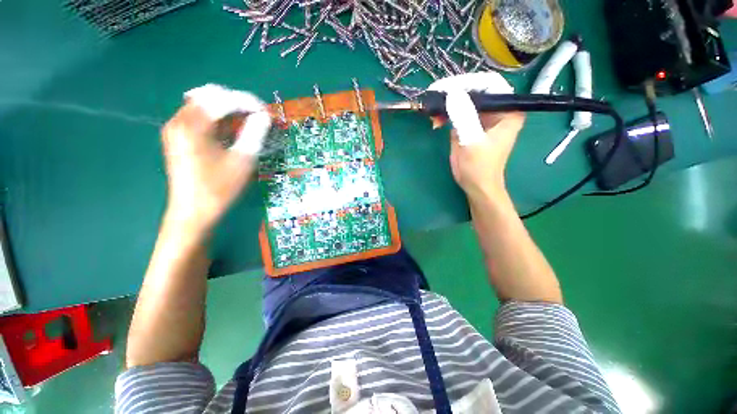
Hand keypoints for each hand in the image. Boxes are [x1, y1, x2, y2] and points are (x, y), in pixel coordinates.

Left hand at [161, 84, 271, 235]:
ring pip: (203, 105)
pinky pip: (198, 118)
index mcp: (192, 125)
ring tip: (247, 122)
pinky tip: (230, 130)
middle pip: (209, 96)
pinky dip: (217, 119)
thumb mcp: (242, 160)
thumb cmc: (219, 188)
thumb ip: (254, 134)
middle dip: (236, 102)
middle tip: (256, 116)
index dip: (247, 102)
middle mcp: (179, 121)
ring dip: (227, 110)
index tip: (266, 112)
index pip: (222, 100)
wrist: (193, 212)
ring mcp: (175, 129)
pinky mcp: (178, 138)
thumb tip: (264, 117)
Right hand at [428, 73, 524, 199]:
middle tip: (435, 95)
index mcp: (507, 110)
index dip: (469, 81)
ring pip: (463, 100)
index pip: (490, 84)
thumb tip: (452, 93)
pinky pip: (456, 113)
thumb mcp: (472, 142)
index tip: (447, 87)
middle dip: (454, 92)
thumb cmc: (480, 167)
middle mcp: (496, 110)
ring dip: (446, 104)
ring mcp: (481, 117)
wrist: (475, 185)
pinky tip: (435, 121)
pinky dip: (444, 115)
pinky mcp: (469, 125)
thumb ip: (464, 117)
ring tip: (432, 111)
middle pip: (475, 90)